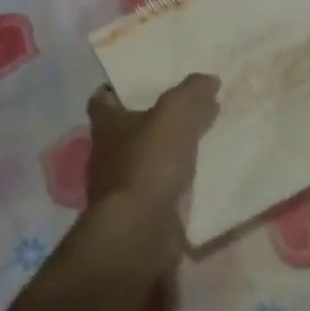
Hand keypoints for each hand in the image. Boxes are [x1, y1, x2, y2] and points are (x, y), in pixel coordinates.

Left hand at [84, 74, 220, 268]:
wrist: (139, 231)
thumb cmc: (148, 163)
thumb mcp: (174, 115)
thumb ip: (190, 93)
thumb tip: (208, 79)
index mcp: (106, 125)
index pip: (101, 99)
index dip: (117, 89)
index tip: (142, 84)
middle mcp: (105, 154)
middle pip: (124, 130)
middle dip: (148, 121)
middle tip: (181, 110)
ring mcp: (118, 187)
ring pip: (141, 161)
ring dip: (162, 154)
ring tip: (195, 143)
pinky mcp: (135, 214)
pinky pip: (155, 190)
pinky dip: (170, 183)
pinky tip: (196, 179)